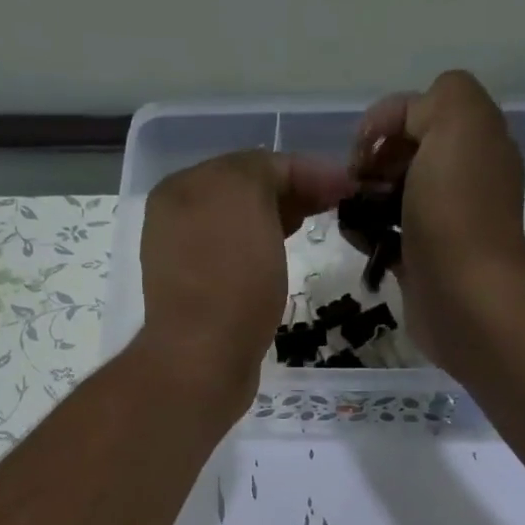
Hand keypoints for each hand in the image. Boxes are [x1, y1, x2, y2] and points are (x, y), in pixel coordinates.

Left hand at [137, 149, 351, 417]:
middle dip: (291, 193)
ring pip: (242, 229)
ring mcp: (183, 261)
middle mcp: (175, 220)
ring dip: (278, 223)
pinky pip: (236, 263)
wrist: (202, 361)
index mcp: (181, 188)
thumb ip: (264, 171)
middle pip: (244, 194)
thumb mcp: (247, 199)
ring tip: (312, 230)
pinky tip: (282, 264)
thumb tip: (284, 180)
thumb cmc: (229, 279)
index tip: (348, 187)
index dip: (305, 169)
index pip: (253, 162)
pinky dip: (262, 256)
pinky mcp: (198, 299)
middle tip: (335, 206)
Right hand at [350, 72, 524, 369]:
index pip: (423, 108)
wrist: (464, 295)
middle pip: (407, 153)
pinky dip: (368, 234)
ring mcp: (444, 223)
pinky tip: (356, 239)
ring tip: (348, 213)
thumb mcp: (455, 120)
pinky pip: (389, 237)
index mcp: (477, 138)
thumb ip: (430, 102)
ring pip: (395, 196)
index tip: (361, 153)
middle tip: (355, 185)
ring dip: (365, 199)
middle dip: (374, 162)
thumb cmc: (454, 208)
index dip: (385, 122)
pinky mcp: (423, 261)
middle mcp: (465, 177)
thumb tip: (398, 130)